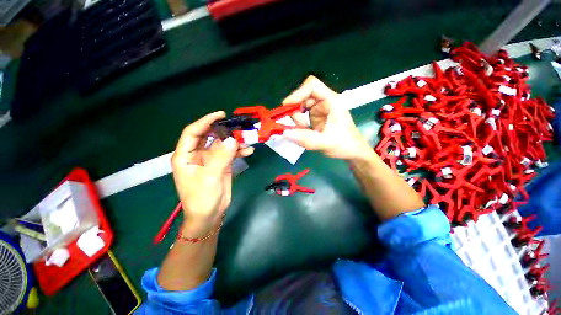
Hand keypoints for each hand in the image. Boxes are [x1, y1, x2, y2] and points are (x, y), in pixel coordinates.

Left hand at [171, 111, 253, 237]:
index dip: (205, 121)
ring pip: (222, 144)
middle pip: (209, 136)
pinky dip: (239, 151)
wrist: (210, 215)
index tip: (221, 115)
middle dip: (222, 130)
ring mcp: (211, 159)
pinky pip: (231, 154)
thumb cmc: (202, 198)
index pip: (193, 132)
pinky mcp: (222, 165)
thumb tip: (233, 139)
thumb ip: (221, 157)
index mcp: (186, 156)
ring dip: (234, 141)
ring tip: (247, 138)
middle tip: (237, 125)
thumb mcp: (210, 177)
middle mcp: (197, 154)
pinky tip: (249, 151)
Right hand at [282, 76, 371, 159]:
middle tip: (298, 127)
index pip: (312, 86)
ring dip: (296, 119)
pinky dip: (298, 124)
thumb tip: (285, 132)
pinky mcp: (315, 117)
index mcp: (331, 101)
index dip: (298, 93)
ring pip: (300, 107)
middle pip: (302, 97)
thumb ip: (306, 139)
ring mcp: (319, 109)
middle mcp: (324, 101)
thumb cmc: (345, 145)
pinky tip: (303, 132)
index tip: (288, 108)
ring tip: (303, 132)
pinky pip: (301, 116)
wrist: (352, 152)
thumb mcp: (326, 143)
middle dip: (296, 111)